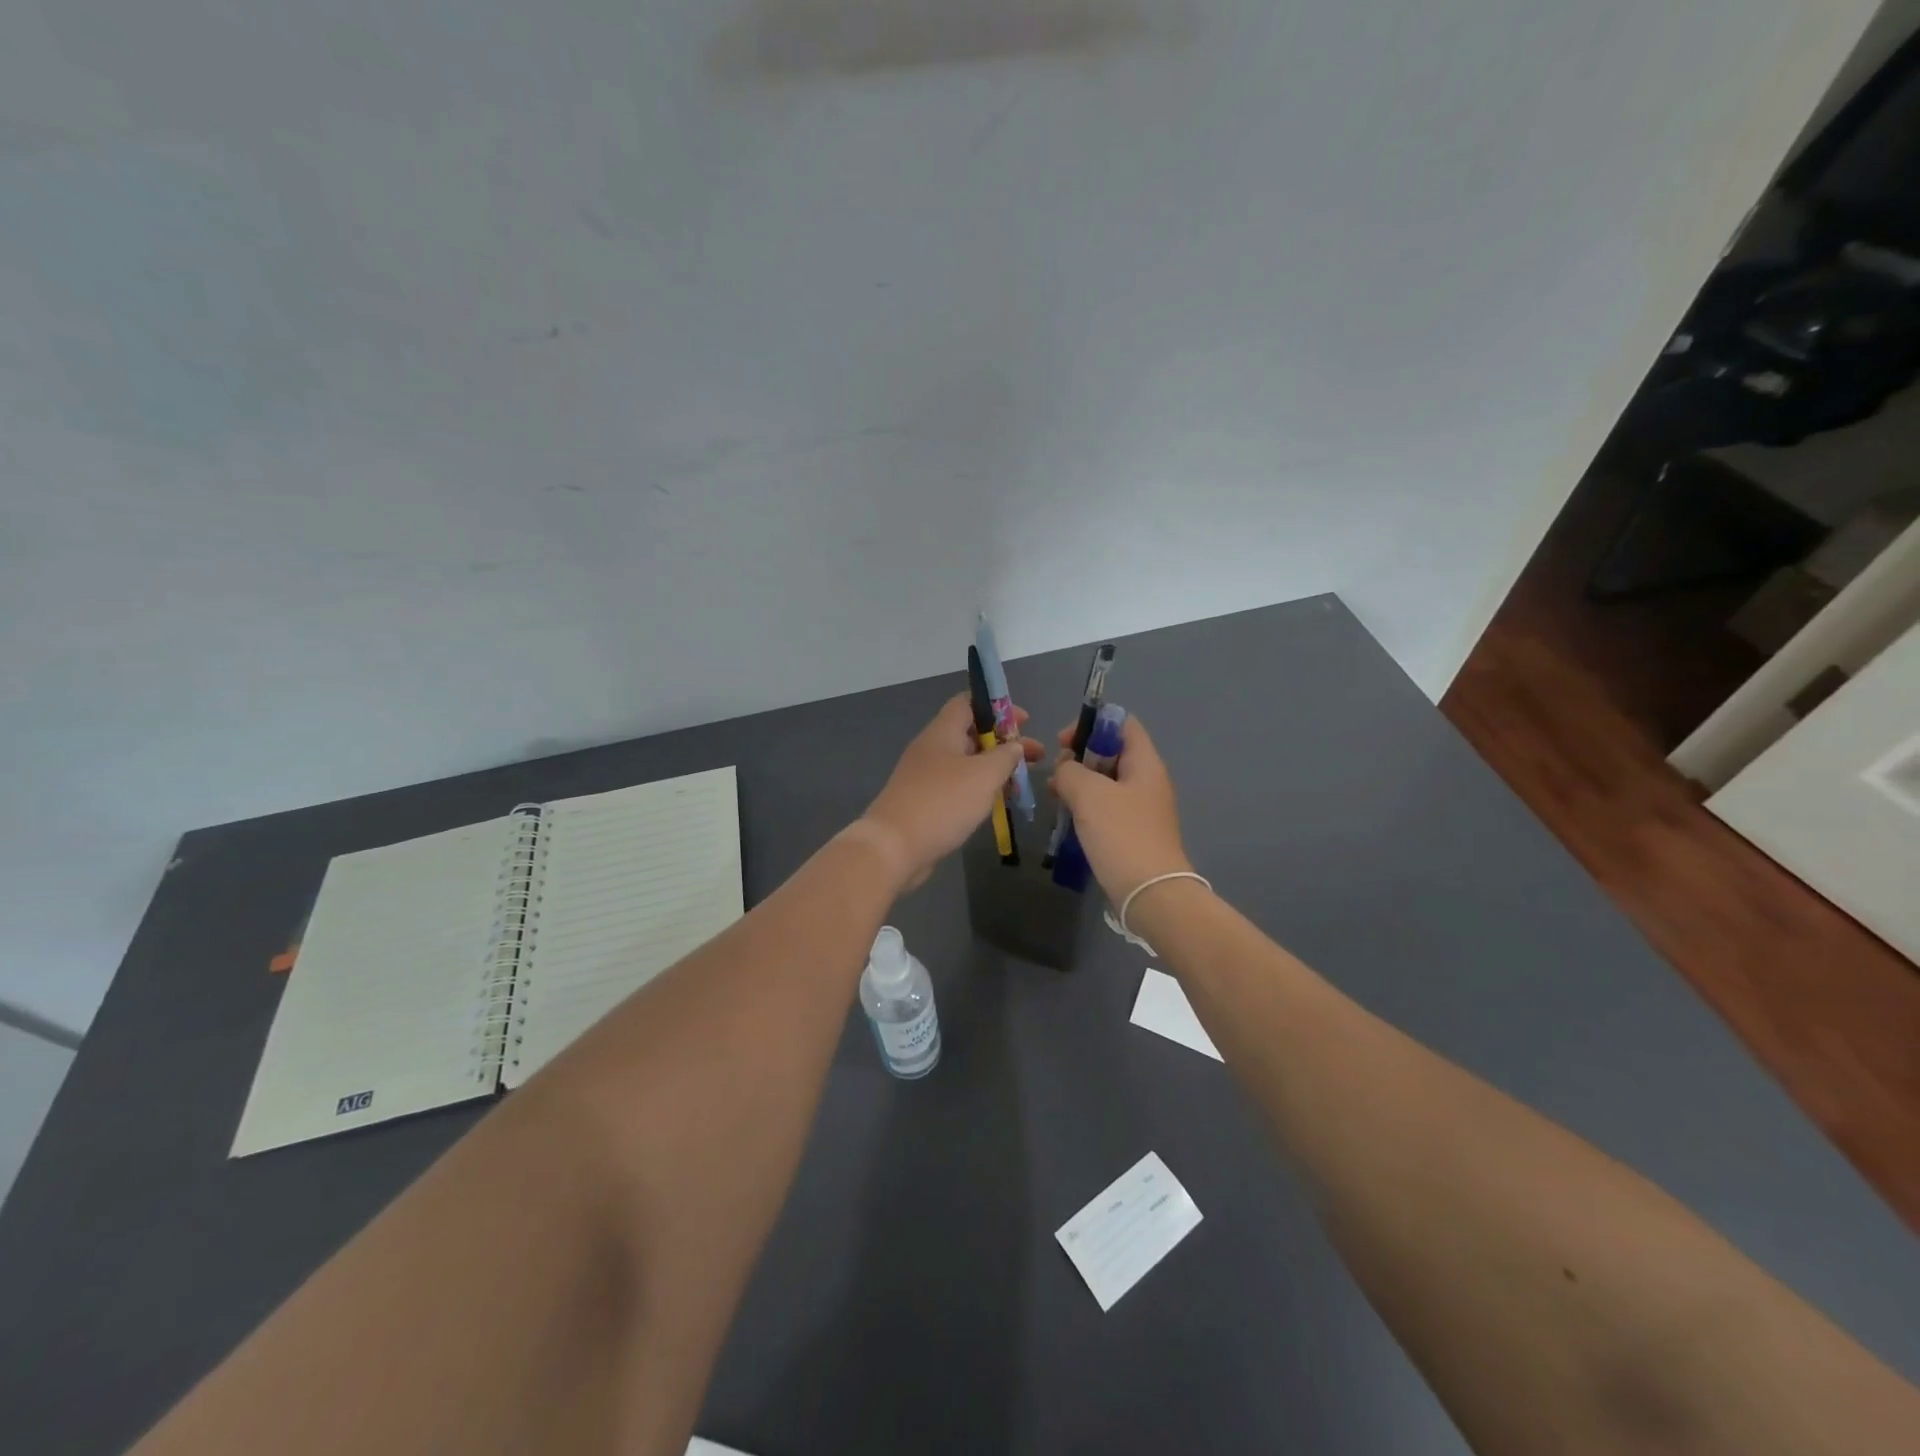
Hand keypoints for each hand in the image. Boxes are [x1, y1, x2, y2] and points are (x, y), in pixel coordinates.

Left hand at [859, 694, 1043, 892]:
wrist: (894, 847)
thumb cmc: (943, 802)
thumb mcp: (983, 775)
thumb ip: (1005, 757)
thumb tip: (1014, 746)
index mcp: (942, 732)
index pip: (968, 703)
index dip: (997, 707)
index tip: (1024, 721)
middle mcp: (932, 749)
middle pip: (971, 734)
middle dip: (1004, 743)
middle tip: (1035, 757)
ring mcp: (926, 776)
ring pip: (967, 763)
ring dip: (995, 769)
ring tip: (1022, 783)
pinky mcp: (925, 802)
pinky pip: (958, 786)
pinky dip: (980, 789)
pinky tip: (998, 803)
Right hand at [1049, 714, 1191, 903]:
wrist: (1150, 893)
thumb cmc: (1121, 834)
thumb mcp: (1088, 794)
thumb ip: (1070, 770)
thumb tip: (1064, 769)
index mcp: (1145, 763)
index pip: (1123, 723)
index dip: (1092, 723)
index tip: (1064, 741)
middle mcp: (1147, 780)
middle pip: (1112, 751)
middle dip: (1080, 755)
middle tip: (1057, 773)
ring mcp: (1141, 807)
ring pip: (1106, 781)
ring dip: (1079, 782)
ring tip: (1055, 794)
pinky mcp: (1132, 831)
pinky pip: (1106, 806)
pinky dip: (1086, 805)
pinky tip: (1067, 816)